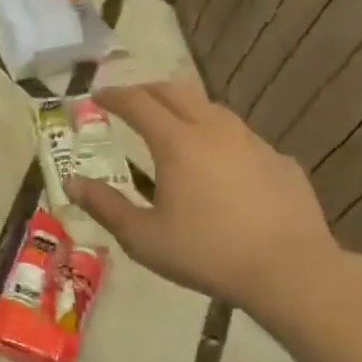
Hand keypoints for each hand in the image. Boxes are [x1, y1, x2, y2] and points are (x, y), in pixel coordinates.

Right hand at [65, 80, 344, 311]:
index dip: (113, 96)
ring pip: (212, 109)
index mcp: (177, 143)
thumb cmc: (207, 253)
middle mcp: (214, 130)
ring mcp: (253, 142)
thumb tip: (72, 182)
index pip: (138, 103)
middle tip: (130, 101)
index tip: (97, 97)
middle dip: (147, 90)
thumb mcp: (143, 237)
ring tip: (173, 125)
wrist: (290, 270)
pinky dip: (219, 138)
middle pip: (176, 92)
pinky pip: (242, 137)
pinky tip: (220, 163)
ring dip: (185, 108)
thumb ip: (105, 206)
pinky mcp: (280, 160)